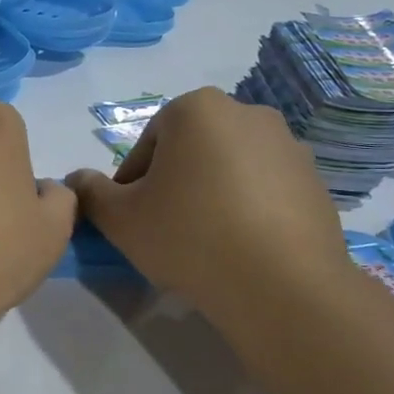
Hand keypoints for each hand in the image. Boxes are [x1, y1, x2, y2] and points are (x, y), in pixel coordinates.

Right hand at [65, 87, 349, 321]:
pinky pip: (265, 189)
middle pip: (190, 152)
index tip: (134, 222)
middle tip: (166, 232)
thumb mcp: (120, 219)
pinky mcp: (315, 179)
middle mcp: (246, 112)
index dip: (132, 187)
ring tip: (206, 243)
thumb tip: (77, 180)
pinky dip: (248, 209)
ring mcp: (288, 145)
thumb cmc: (190, 237)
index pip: (147, 147)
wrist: (281, 285)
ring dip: (212, 196)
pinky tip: (242, 247)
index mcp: (196, 109)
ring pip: (229, 168)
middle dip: (174, 186)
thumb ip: (90, 193)